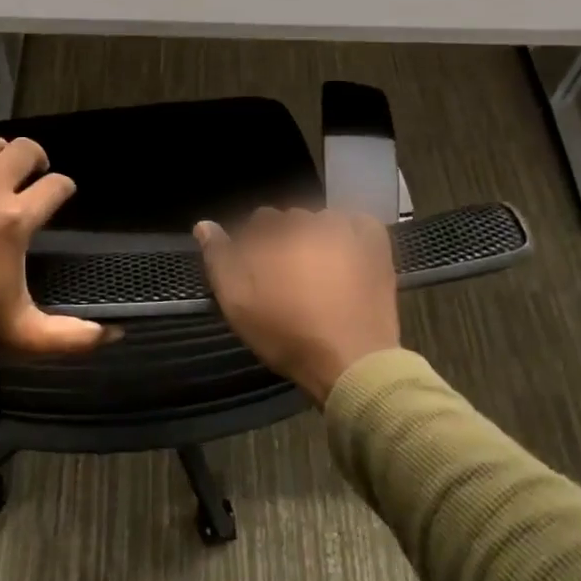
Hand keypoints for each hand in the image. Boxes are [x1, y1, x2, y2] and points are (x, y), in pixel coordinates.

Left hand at [0, 134, 114, 355]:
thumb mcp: (25, 334)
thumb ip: (72, 337)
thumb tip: (114, 334)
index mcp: (15, 221)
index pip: (55, 186)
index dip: (65, 186)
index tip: (63, 193)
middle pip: (23, 151)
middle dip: (37, 157)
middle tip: (35, 173)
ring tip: (0, 164)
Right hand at [194, 207, 399, 405]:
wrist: (351, 361)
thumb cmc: (287, 332)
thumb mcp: (237, 302)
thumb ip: (218, 258)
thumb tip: (204, 224)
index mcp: (276, 231)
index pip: (258, 221)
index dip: (255, 246)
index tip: (259, 274)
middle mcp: (311, 220)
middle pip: (291, 220)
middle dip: (285, 241)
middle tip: (288, 279)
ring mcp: (348, 230)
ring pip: (324, 222)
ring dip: (317, 238)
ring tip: (319, 274)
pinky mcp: (376, 246)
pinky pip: (358, 224)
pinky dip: (351, 233)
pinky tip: (346, 256)